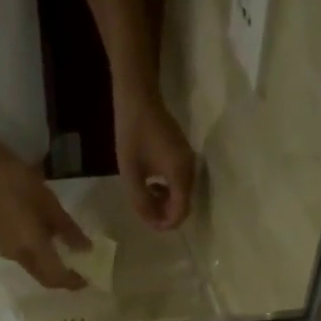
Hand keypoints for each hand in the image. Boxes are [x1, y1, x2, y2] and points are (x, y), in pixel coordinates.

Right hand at [0, 152, 88, 289]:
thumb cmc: (20, 184)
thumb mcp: (51, 206)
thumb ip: (69, 231)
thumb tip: (85, 249)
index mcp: (32, 249)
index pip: (55, 277)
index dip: (71, 282)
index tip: (86, 280)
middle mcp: (17, 257)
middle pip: (42, 277)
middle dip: (60, 278)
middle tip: (77, 271)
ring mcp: (3, 250)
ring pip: (31, 268)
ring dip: (47, 267)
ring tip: (62, 254)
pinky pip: (21, 257)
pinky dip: (36, 256)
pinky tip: (42, 241)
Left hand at [115, 92, 196, 230]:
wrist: (139, 97)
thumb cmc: (132, 133)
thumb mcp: (130, 172)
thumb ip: (140, 201)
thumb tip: (151, 222)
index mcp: (180, 175)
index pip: (180, 212)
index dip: (165, 223)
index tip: (149, 223)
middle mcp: (190, 170)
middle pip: (183, 205)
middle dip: (164, 213)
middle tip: (144, 209)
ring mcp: (189, 161)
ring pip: (182, 195)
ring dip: (165, 201)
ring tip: (145, 195)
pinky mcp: (185, 155)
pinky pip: (181, 182)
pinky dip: (168, 189)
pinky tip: (152, 182)